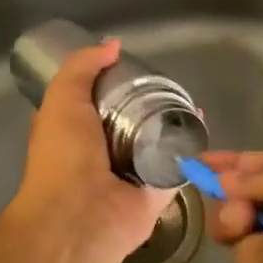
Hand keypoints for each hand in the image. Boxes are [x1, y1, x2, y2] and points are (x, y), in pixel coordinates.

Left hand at [8, 39, 175, 262]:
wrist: (80, 217)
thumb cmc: (63, 157)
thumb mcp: (62, 99)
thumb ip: (82, 68)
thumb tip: (113, 45)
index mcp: (71, 134)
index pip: (89, 102)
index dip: (105, 83)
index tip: (128, 65)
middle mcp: (98, 154)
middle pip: (126, 121)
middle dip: (144, 102)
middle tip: (166, 80)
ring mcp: (128, 174)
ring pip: (153, 141)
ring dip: (170, 122)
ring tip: (188, 96)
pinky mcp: (155, 191)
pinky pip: (176, 164)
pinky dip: (189, 146)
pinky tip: (200, 122)